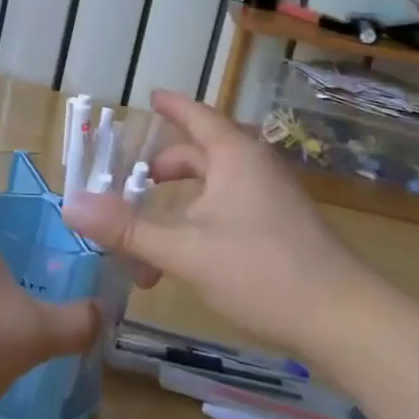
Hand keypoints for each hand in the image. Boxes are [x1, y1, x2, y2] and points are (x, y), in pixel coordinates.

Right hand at [60, 89, 375, 353]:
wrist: (347, 322)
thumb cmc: (262, 270)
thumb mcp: (185, 250)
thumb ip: (126, 229)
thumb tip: (71, 207)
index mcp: (234, 156)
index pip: (195, 115)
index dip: (170, 105)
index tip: (150, 96)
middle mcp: (254, 168)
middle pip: (200, 154)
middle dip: (163, 170)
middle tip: (132, 182)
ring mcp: (273, 199)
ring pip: (213, 190)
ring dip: (177, 209)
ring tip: (147, 241)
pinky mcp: (283, 229)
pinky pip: (229, 212)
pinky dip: (199, 225)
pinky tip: (184, 263)